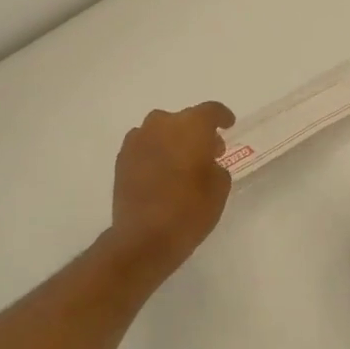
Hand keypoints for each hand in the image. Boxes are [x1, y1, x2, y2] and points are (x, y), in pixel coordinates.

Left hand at [107, 103, 235, 278]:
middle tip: (208, 152)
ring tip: (181, 162)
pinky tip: (160, 171)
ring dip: (173, 140)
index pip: (211, 111)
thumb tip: (206, 162)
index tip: (228, 125)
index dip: (222, 117)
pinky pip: (144, 145)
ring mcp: (138, 139)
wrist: (143, 237)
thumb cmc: (189, 211)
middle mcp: (162, 124)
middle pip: (184, 119)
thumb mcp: (219, 189)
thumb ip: (216, 167)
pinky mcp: (122, 157)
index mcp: (191, 126)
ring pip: (160, 130)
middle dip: (197, 132)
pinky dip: (155, 152)